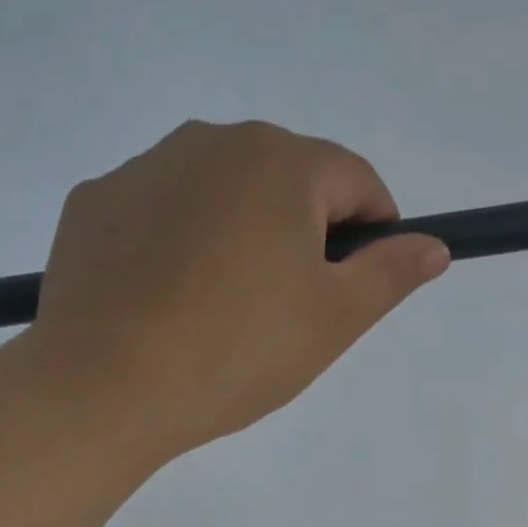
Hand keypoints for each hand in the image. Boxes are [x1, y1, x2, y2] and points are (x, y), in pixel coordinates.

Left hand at [27, 119, 449, 461]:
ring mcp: (142, 169)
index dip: (374, 231)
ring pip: (217, 196)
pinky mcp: (94, 204)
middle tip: (288, 312)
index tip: (362, 284)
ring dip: (237, 238)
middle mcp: (209, 141)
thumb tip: (433, 245)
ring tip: (221, 314)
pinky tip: (166, 304)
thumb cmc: (237, 352)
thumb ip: (390, 275)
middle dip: (301, 236)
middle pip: (283, 182)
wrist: (106, 386)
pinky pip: (158, 217)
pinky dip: (175, 248)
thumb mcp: (333, 321)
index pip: (355, 180)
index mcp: (280, 162)